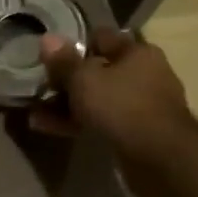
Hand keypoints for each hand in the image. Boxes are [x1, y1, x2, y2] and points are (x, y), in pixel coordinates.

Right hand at [27, 29, 197, 192]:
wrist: (161, 158)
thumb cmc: (122, 106)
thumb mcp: (83, 79)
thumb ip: (63, 61)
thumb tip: (47, 37)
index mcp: (137, 53)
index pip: (101, 38)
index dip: (73, 45)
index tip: (49, 56)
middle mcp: (144, 75)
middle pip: (97, 71)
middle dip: (66, 81)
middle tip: (40, 88)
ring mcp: (142, 105)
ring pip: (97, 99)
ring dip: (67, 106)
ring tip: (36, 115)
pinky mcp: (137, 133)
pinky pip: (102, 121)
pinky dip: (78, 123)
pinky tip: (49, 129)